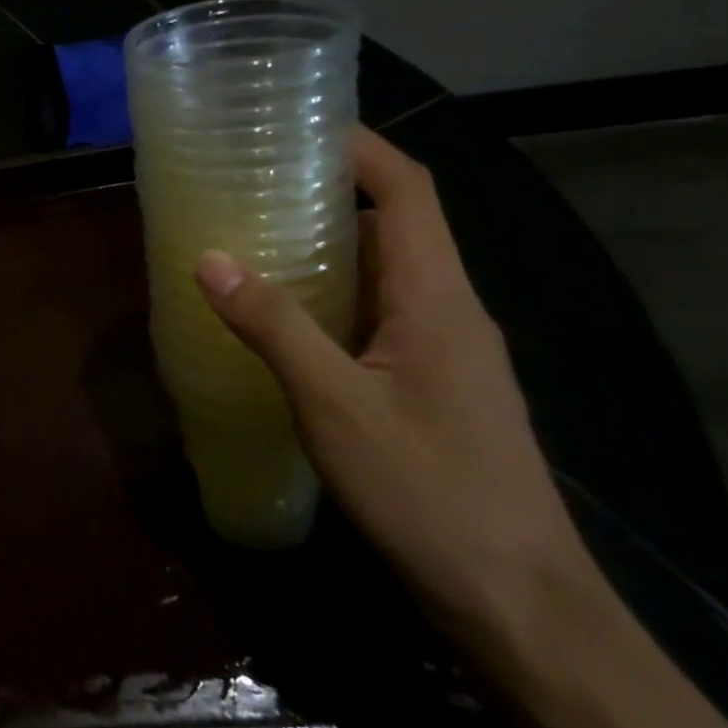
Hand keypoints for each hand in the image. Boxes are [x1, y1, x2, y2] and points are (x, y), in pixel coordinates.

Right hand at [193, 126, 603, 666]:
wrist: (517, 602)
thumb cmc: (429, 491)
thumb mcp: (335, 405)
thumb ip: (273, 327)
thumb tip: (210, 258)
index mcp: (436, 296)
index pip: (408, 190)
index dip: (360, 147)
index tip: (298, 125)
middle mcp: (447, 309)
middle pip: (393, 224)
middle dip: (327, 193)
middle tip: (252, 182)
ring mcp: (442, 350)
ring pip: (383, 273)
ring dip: (326, 248)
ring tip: (252, 238)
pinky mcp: (429, 386)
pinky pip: (376, 316)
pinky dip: (330, 299)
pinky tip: (281, 320)